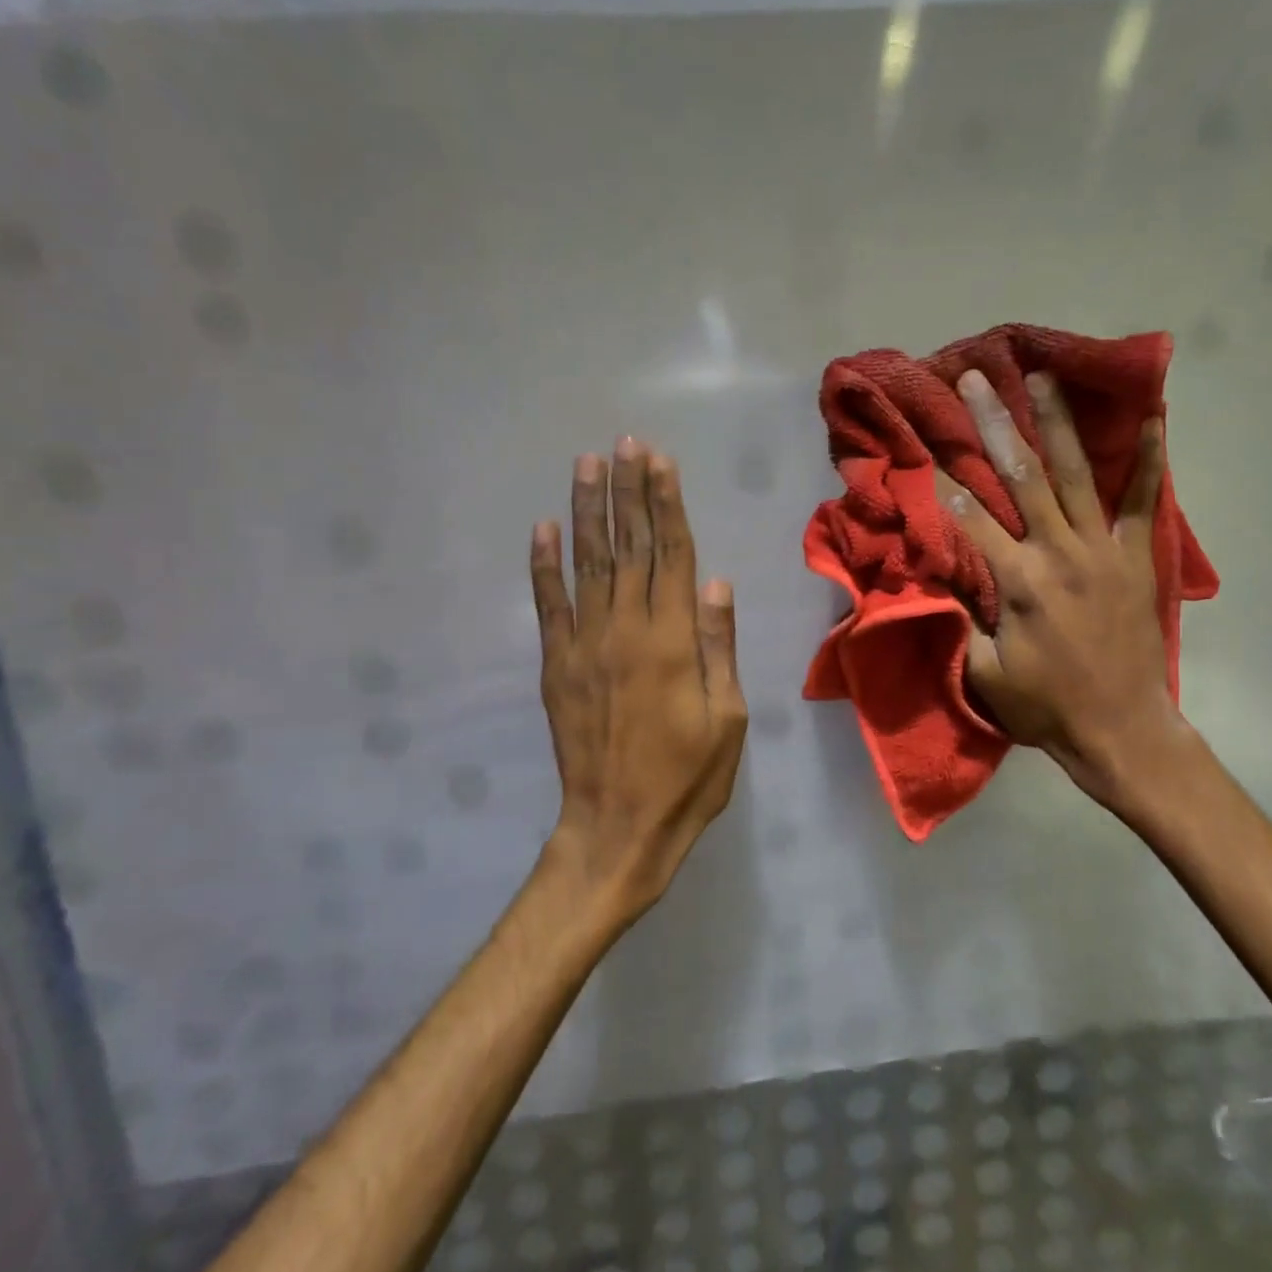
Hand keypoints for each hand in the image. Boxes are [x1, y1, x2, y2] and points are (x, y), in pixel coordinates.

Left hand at [530, 438, 747, 928]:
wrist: (618, 827)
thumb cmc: (688, 777)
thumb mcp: (728, 717)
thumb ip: (719, 646)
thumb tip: (718, 583)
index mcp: (673, 640)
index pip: (672, 554)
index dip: (666, 504)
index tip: (659, 461)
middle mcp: (626, 629)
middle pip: (630, 547)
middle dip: (628, 491)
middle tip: (624, 444)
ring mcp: (585, 645)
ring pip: (588, 564)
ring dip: (587, 511)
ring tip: (587, 464)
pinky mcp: (556, 666)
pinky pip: (548, 605)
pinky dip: (543, 565)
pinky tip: (543, 529)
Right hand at [939, 369, 1191, 813]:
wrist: (1121, 729)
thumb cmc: (1044, 705)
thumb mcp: (983, 673)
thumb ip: (957, 620)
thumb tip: (928, 574)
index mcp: (1020, 583)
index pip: (970, 519)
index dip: (941, 482)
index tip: (921, 443)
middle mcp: (1060, 553)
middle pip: (1021, 477)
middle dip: (993, 425)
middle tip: (976, 379)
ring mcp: (1104, 550)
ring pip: (1076, 474)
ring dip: (1056, 422)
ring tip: (1042, 376)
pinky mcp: (1137, 557)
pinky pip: (1143, 501)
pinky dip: (1149, 459)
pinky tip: (1152, 417)